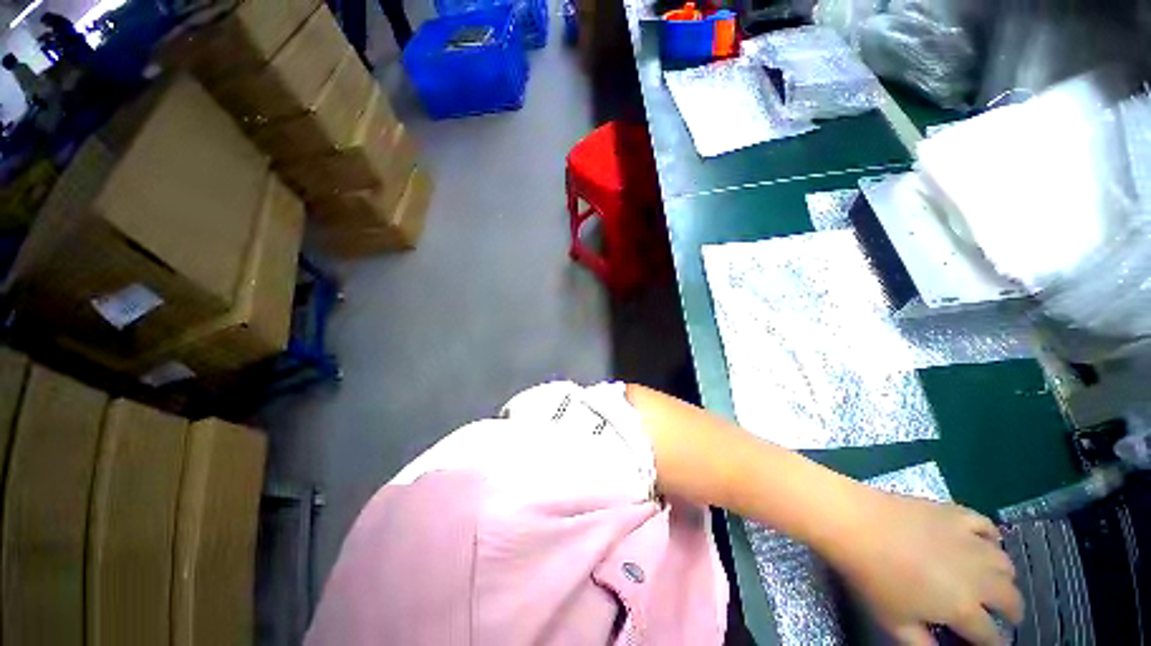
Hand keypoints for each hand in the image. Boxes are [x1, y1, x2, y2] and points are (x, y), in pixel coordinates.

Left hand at [827, 489, 1022, 645]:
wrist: (854, 522)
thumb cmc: (871, 577)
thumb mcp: (894, 622)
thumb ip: (923, 644)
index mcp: (963, 608)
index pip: (992, 636)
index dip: (996, 644)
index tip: (994, 645)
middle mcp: (978, 576)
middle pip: (1011, 598)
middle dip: (1011, 611)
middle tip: (1003, 615)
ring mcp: (970, 540)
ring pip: (1005, 563)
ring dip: (1004, 577)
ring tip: (992, 582)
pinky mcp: (956, 513)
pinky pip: (987, 526)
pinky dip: (991, 538)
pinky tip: (981, 543)